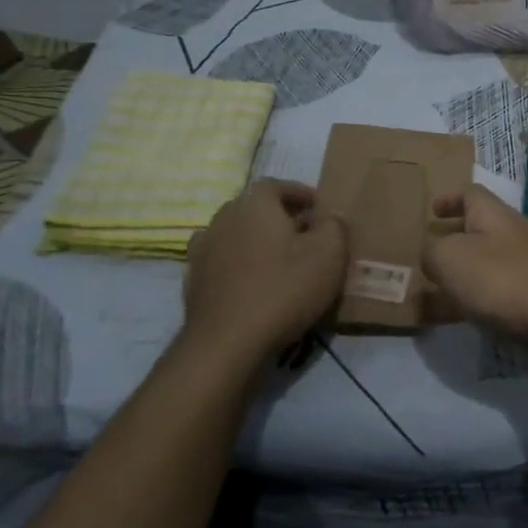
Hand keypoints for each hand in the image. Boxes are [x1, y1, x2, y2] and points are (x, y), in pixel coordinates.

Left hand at [182, 180, 345, 354]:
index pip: (276, 185)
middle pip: (254, 208)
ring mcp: (202, 250)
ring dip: (258, 242)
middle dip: (280, 217)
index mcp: (254, 204)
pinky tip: (255, 284)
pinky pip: (223, 262)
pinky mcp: (194, 280)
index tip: (320, 209)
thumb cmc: (284, 289)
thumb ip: (334, 226)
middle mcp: (222, 218)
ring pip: (237, 235)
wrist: (228, 342)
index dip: (300, 193)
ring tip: (281, 261)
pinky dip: (240, 265)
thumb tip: (329, 216)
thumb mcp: (329, 254)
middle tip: (306, 236)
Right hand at [423, 184, 527, 350]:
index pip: (472, 194)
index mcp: (496, 215)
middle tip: (427, 257)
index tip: (432, 209)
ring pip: (488, 266)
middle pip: (481, 230)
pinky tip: (460, 321)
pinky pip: (499, 295)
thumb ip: (433, 252)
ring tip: (433, 294)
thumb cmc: (503, 280)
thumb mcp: (451, 258)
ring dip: (462, 276)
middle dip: (453, 241)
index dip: (450, 198)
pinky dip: (477, 302)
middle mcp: (516, 235)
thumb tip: (434, 255)